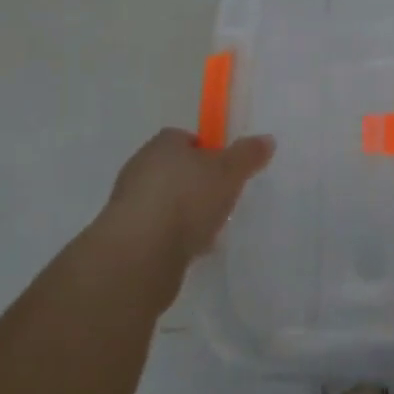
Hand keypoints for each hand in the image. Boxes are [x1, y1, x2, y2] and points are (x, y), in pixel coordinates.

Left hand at [104, 127, 274, 270]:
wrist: (140, 255)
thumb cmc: (187, 199)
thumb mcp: (229, 172)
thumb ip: (248, 155)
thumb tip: (267, 139)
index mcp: (163, 144)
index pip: (186, 138)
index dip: (207, 151)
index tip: (226, 169)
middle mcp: (141, 167)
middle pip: (176, 170)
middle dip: (197, 184)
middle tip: (222, 198)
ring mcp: (130, 204)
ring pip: (166, 202)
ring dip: (185, 213)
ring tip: (210, 229)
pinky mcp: (126, 238)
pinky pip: (158, 231)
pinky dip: (174, 238)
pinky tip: (191, 251)